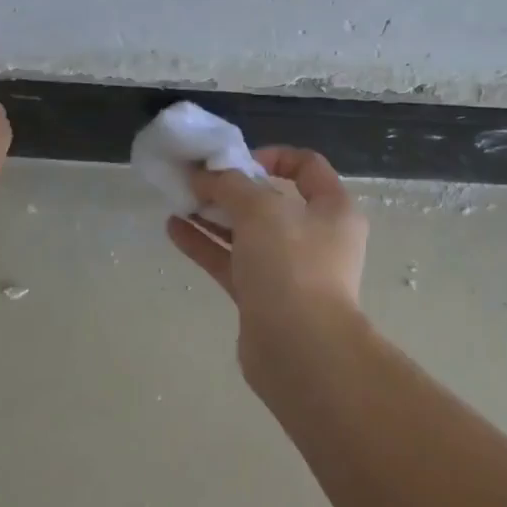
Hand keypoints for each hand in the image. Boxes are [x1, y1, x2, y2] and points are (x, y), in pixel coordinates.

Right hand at [167, 146, 369, 385]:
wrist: (300, 351)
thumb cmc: (292, 266)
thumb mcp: (261, 210)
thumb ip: (230, 184)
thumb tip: (205, 174)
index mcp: (333, 209)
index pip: (307, 167)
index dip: (272, 156)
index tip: (237, 161)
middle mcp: (316, 237)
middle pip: (271, 201)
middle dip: (232, 188)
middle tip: (196, 180)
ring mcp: (290, 270)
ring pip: (247, 233)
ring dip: (214, 215)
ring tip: (178, 199)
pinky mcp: (264, 298)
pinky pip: (233, 262)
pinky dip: (206, 245)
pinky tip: (174, 229)